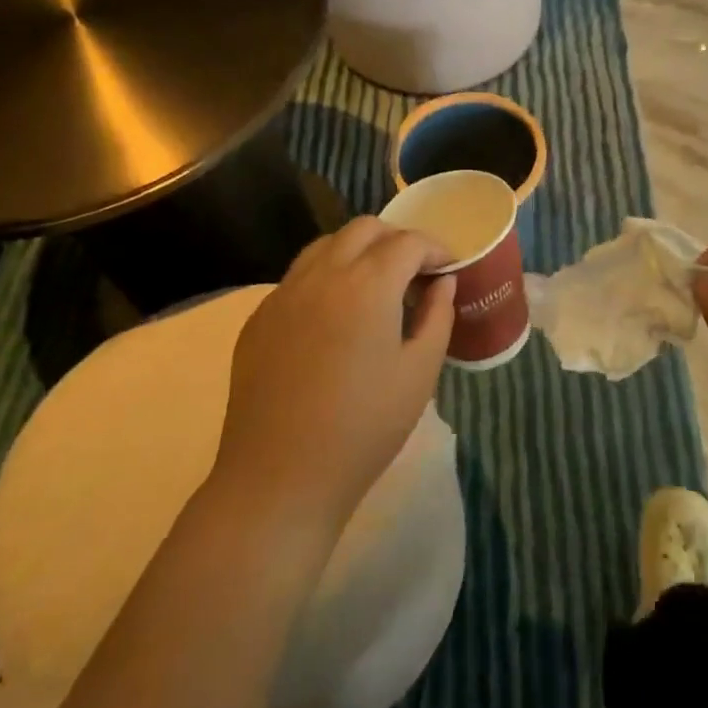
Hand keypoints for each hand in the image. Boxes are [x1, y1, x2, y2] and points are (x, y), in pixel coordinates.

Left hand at [212, 218, 455, 536]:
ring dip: (358, 252)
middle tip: (415, 273)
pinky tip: (335, 318)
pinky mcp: (259, 318)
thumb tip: (442, 282)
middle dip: (396, 240)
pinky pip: (298, 277)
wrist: (279, 478)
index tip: (449, 269)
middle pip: (364, 229)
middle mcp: (322, 274)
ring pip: (325, 246)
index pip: (408, 242)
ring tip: (376, 287)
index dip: (435, 248)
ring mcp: (283, 293)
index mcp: (367, 284)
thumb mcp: (419, 373)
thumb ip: (437, 316)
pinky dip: (326, 277)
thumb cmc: (364, 427)